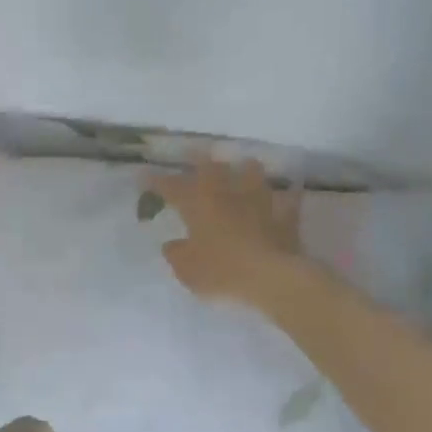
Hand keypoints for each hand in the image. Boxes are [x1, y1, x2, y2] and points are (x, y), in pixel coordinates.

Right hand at [148, 158, 304, 306]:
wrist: (270, 278)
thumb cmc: (221, 272)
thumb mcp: (186, 269)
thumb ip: (176, 254)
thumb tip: (172, 244)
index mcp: (198, 205)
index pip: (171, 187)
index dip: (156, 181)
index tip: (144, 176)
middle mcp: (228, 195)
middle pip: (213, 168)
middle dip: (200, 160)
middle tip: (193, 154)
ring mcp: (259, 202)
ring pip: (253, 173)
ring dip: (246, 169)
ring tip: (243, 166)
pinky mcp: (285, 216)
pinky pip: (288, 200)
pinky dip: (285, 196)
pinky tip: (287, 193)